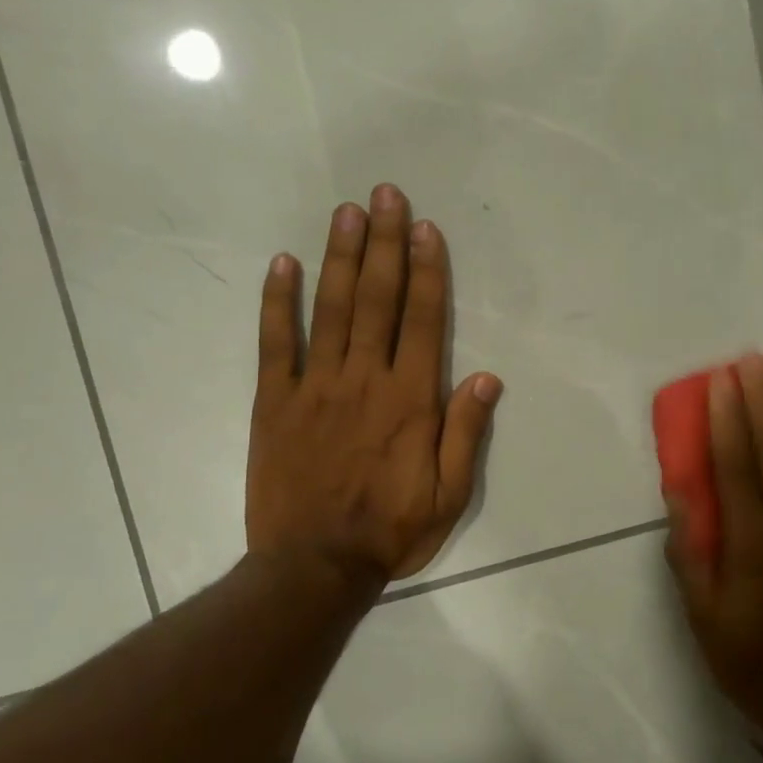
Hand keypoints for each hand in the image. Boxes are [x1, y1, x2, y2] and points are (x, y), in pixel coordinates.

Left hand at [247, 184, 500, 587]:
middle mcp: (365, 380)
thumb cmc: (391, 531)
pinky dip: (277, 302)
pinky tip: (282, 264)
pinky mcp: (274, 402)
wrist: (313, 567)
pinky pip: (275, 343)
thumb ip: (466, 434)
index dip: (427, 271)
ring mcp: (315, 387)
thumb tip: (487, 378)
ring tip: (347, 212)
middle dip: (384, 244)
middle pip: (377, 299)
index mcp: (411, 400)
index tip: (425, 228)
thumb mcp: (450, 495)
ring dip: (339, 257)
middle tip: (386, 195)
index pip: (423, 321)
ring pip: (330, 309)